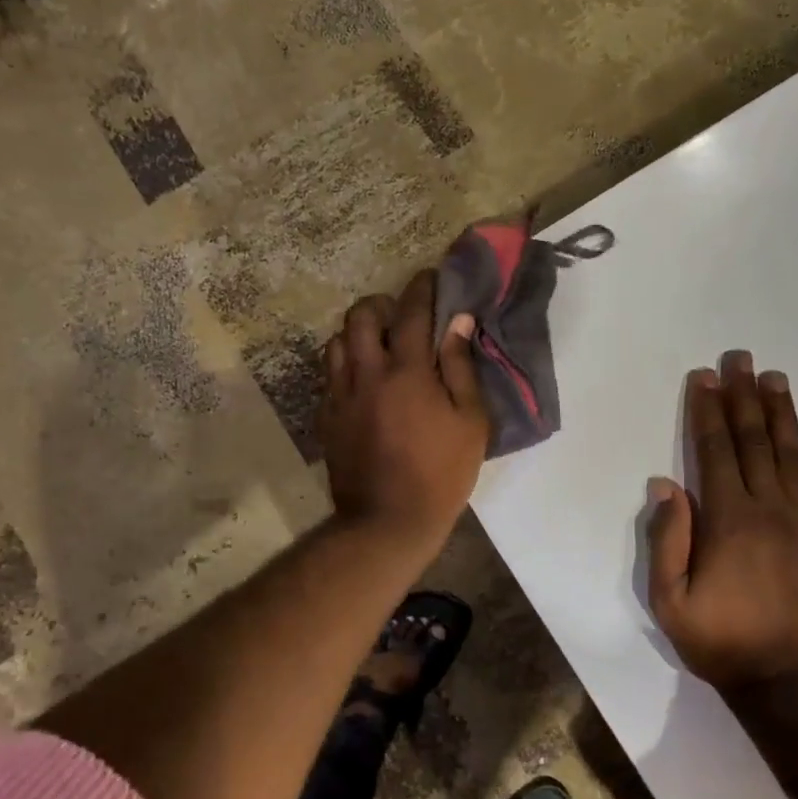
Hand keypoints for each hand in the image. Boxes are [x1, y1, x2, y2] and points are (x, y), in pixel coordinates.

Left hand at [318, 270, 488, 552]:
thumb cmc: (441, 473)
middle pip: (360, 316)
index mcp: (406, 371)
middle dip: (380, 305)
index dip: (422, 288)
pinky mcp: (327, 418)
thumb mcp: (471, 422)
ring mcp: (340, 395)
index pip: (411, 312)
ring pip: (337, 342)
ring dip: (357, 334)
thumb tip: (458, 322)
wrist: (387, 520)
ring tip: (376, 348)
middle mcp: (366, 373)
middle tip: (398, 315)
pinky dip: (345, 366)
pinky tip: (362, 382)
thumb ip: (462, 367)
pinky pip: (329, 375)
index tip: (430, 278)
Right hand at [647, 354, 797, 693]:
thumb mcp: (671, 601)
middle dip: (743, 396)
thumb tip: (665, 484)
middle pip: (752, 441)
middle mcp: (769, 508)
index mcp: (727, 520)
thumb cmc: (723, 643)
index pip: (712, 451)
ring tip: (776, 377)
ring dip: (783, 413)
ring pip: (792, 455)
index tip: (704, 376)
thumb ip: (667, 540)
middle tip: (741, 357)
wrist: (795, 686)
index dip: (706, 410)